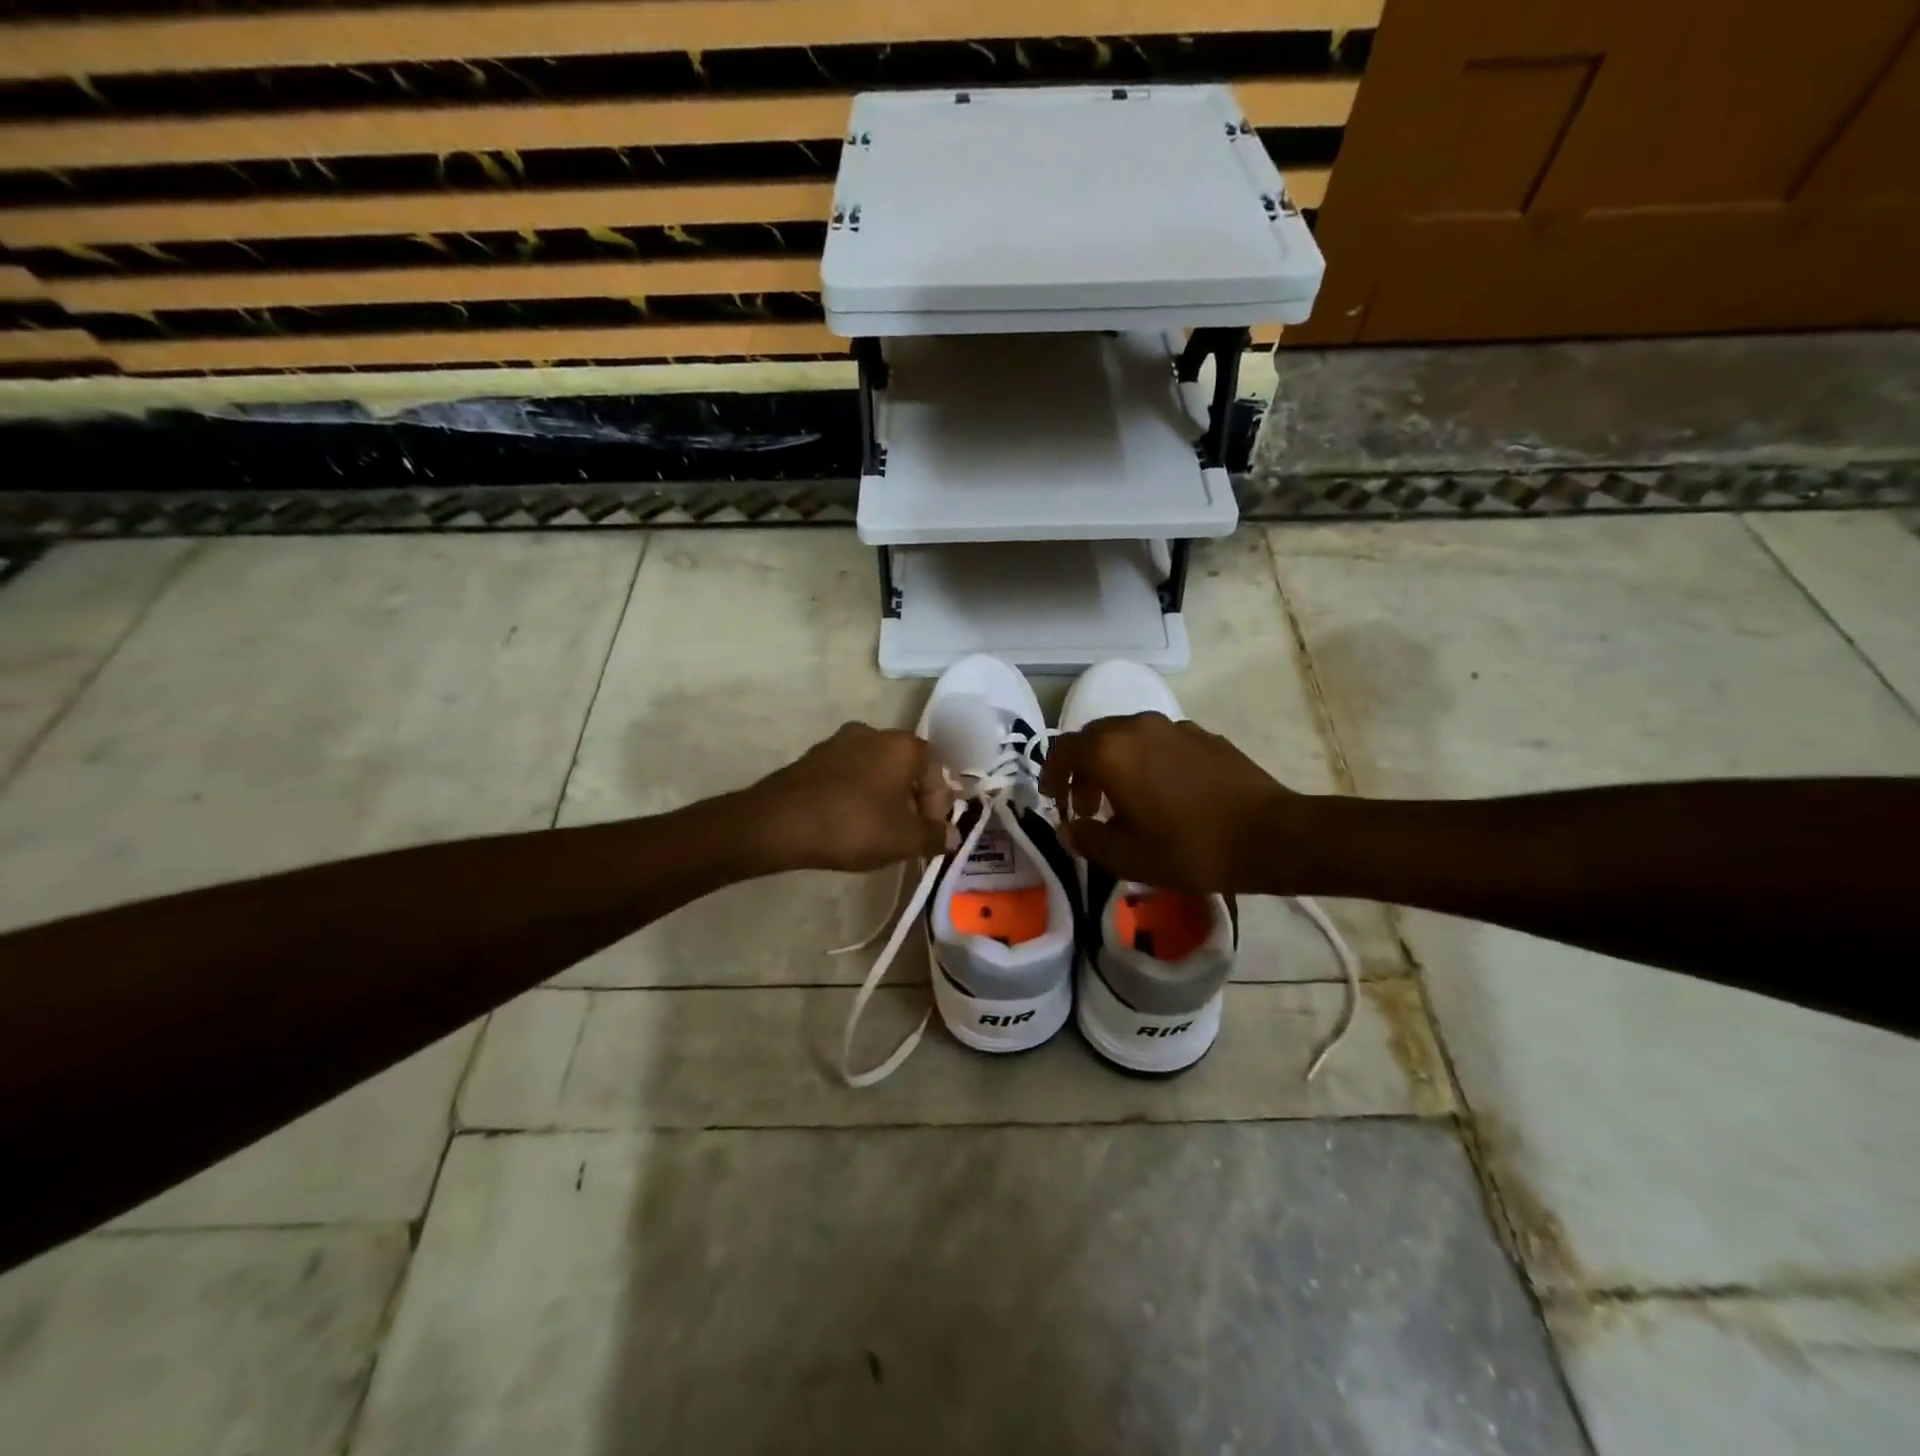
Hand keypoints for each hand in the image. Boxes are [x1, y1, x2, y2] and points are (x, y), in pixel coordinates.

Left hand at [746, 723, 952, 873]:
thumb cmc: (854, 825)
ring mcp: (837, 743)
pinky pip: (846, 776)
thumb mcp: (904, 840)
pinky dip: (855, 796)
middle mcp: (872, 733)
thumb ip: (934, 836)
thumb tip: (952, 835)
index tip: (930, 833)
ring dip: (883, 797)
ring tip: (878, 832)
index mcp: (901, 745)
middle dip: (911, 799)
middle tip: (908, 833)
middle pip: (904, 767)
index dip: (938, 804)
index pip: (935, 769)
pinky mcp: (811, 759)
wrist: (780, 823)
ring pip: (874, 770)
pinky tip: (847, 823)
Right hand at [1040, 713, 1307, 892]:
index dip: (1052, 774)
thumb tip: (1070, 827)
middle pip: (1094, 738)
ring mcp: (1173, 726)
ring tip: (1125, 800)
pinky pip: (1158, 741)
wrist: (1269, 834)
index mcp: (1111, 752)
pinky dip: (1145, 760)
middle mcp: (1137, 727)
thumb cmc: (1190, 848)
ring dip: (1114, 762)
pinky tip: (1163, 792)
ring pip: (1127, 736)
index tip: (1054, 799)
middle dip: (1082, 769)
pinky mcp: (1202, 734)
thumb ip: (1087, 839)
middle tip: (1087, 805)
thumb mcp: (1127, 857)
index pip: (1064, 751)